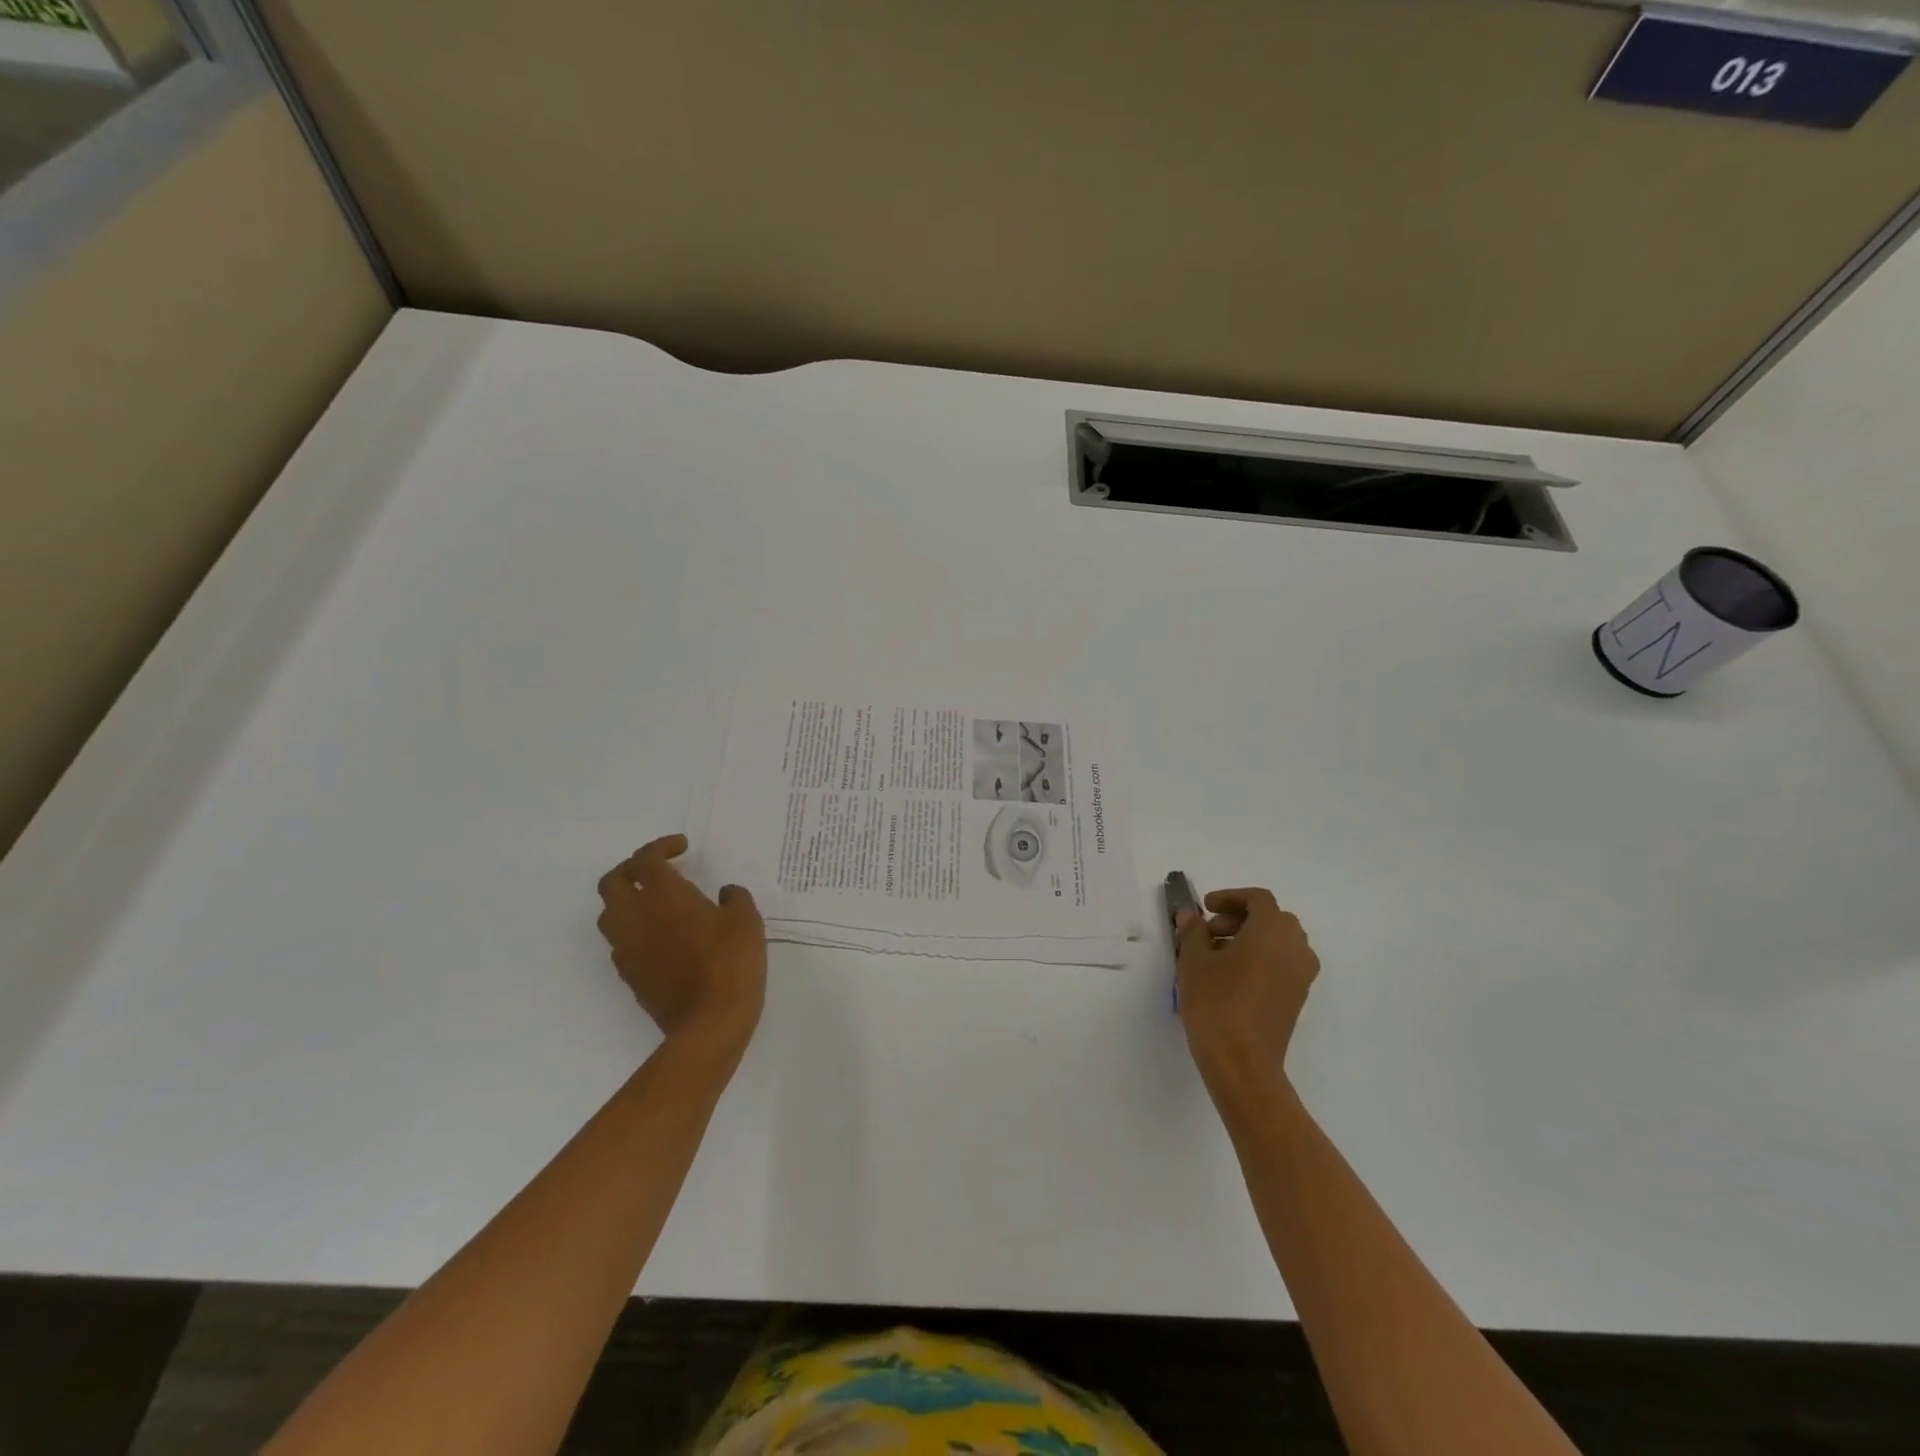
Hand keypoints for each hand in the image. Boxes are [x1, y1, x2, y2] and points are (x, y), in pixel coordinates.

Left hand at [595, 835, 766, 1053]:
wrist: (709, 1023)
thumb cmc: (730, 962)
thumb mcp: (746, 920)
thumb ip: (734, 898)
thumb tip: (724, 894)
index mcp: (663, 895)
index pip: (646, 859)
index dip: (661, 847)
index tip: (683, 848)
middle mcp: (636, 917)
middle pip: (612, 882)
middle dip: (631, 870)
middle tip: (658, 870)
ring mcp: (628, 949)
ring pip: (609, 914)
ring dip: (627, 901)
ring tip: (656, 904)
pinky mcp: (630, 976)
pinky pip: (621, 943)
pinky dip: (634, 931)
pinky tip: (661, 937)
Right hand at [1176, 887, 1318, 1095]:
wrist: (1243, 1062)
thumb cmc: (1216, 1002)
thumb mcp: (1194, 961)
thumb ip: (1193, 932)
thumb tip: (1191, 917)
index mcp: (1273, 930)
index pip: (1258, 899)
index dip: (1230, 897)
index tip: (1205, 908)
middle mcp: (1295, 947)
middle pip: (1272, 918)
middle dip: (1240, 918)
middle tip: (1209, 931)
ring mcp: (1301, 975)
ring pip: (1279, 942)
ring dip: (1250, 938)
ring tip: (1216, 955)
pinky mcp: (1297, 998)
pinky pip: (1282, 963)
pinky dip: (1261, 958)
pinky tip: (1231, 977)